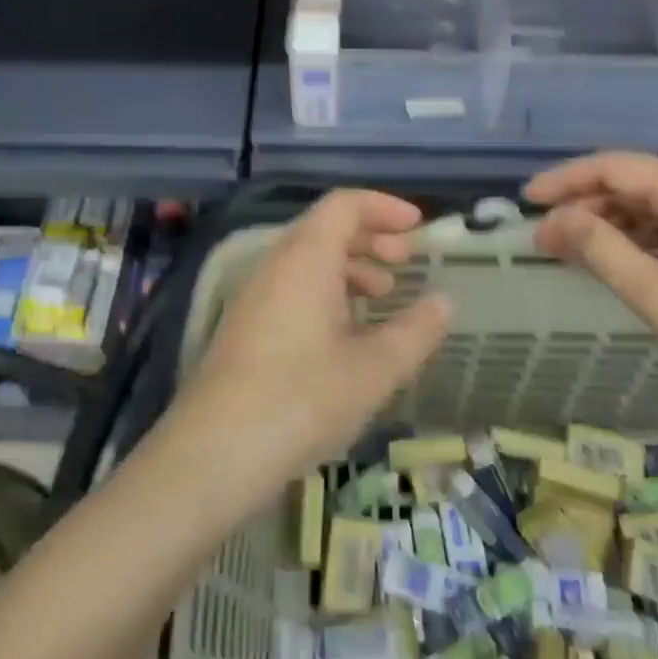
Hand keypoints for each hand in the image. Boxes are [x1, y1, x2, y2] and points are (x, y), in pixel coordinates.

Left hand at [171, 191, 450, 511]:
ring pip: (308, 260)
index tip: (418, 227)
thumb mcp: (374, 370)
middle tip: (406, 262)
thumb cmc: (302, 400)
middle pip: (326, 229)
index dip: (384, 207)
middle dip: (371, 238)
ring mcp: (255, 295)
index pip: (344, 204)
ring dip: (350, 268)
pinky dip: (327, 293)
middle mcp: (276, 265)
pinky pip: (293, 288)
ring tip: (382, 299)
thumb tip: (443, 301)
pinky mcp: (246, 326)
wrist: (214, 453)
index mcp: (306, 258)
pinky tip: (347, 335)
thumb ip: (415, 331)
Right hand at [526, 153, 657, 418]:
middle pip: (632, 181)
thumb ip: (601, 249)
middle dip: (584, 206)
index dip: (565, 179)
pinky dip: (639, 236)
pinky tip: (619, 260)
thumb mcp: (657, 294)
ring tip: (573, 252)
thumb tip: (559, 219)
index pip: (614, 167)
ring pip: (652, 202)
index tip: (528, 200)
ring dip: (610, 223)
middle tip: (546, 240)